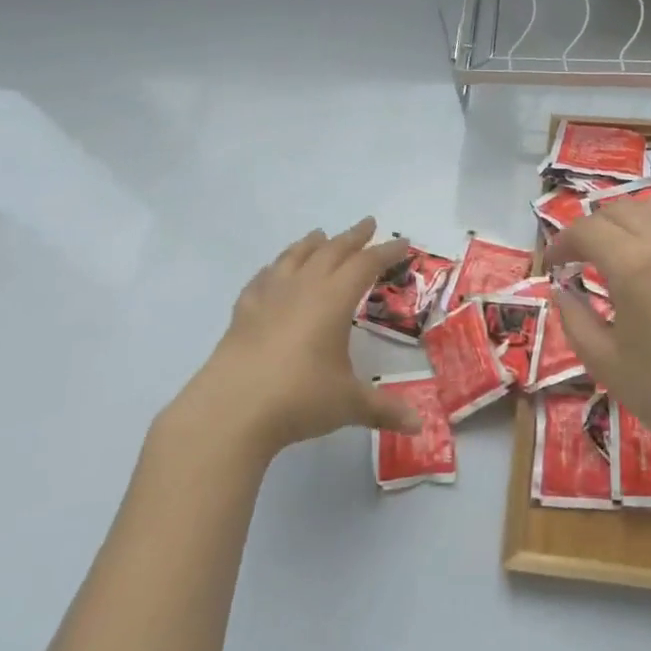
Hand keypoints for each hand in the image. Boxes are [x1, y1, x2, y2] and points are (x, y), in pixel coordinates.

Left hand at [166, 218, 424, 460]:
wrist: (230, 410)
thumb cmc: (298, 399)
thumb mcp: (348, 403)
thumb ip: (384, 409)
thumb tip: (420, 425)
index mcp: (333, 300)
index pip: (366, 265)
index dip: (386, 253)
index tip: (403, 244)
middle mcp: (302, 288)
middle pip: (331, 251)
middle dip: (352, 237)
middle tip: (368, 225)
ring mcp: (269, 297)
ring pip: (294, 257)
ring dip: (311, 244)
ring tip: (320, 235)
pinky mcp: (243, 313)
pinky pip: (263, 278)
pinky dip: (275, 268)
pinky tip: (274, 272)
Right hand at [547, 200, 650, 454]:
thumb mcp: (604, 362)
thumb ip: (573, 319)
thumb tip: (561, 291)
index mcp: (634, 265)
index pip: (588, 230)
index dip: (563, 242)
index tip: (553, 264)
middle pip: (619, 210)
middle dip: (591, 228)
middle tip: (579, 258)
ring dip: (624, 222)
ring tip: (613, 252)